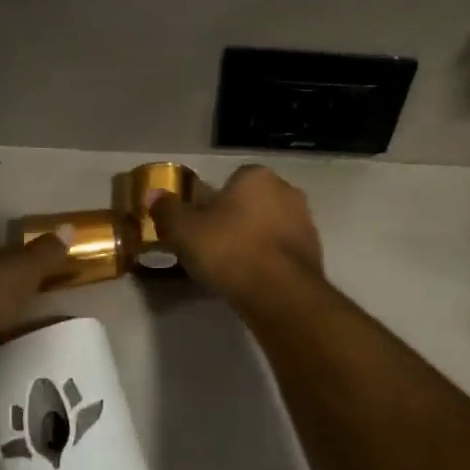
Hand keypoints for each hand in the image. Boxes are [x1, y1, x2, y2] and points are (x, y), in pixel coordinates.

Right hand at [151, 165, 322, 299]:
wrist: (279, 292)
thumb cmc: (228, 250)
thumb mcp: (184, 230)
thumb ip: (167, 210)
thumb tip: (154, 195)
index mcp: (256, 176)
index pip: (231, 180)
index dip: (213, 202)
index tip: (200, 226)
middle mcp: (287, 190)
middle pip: (253, 202)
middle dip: (236, 220)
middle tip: (214, 246)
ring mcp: (305, 221)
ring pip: (270, 226)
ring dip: (255, 240)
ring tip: (233, 268)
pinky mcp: (315, 252)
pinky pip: (283, 251)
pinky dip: (270, 261)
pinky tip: (254, 280)